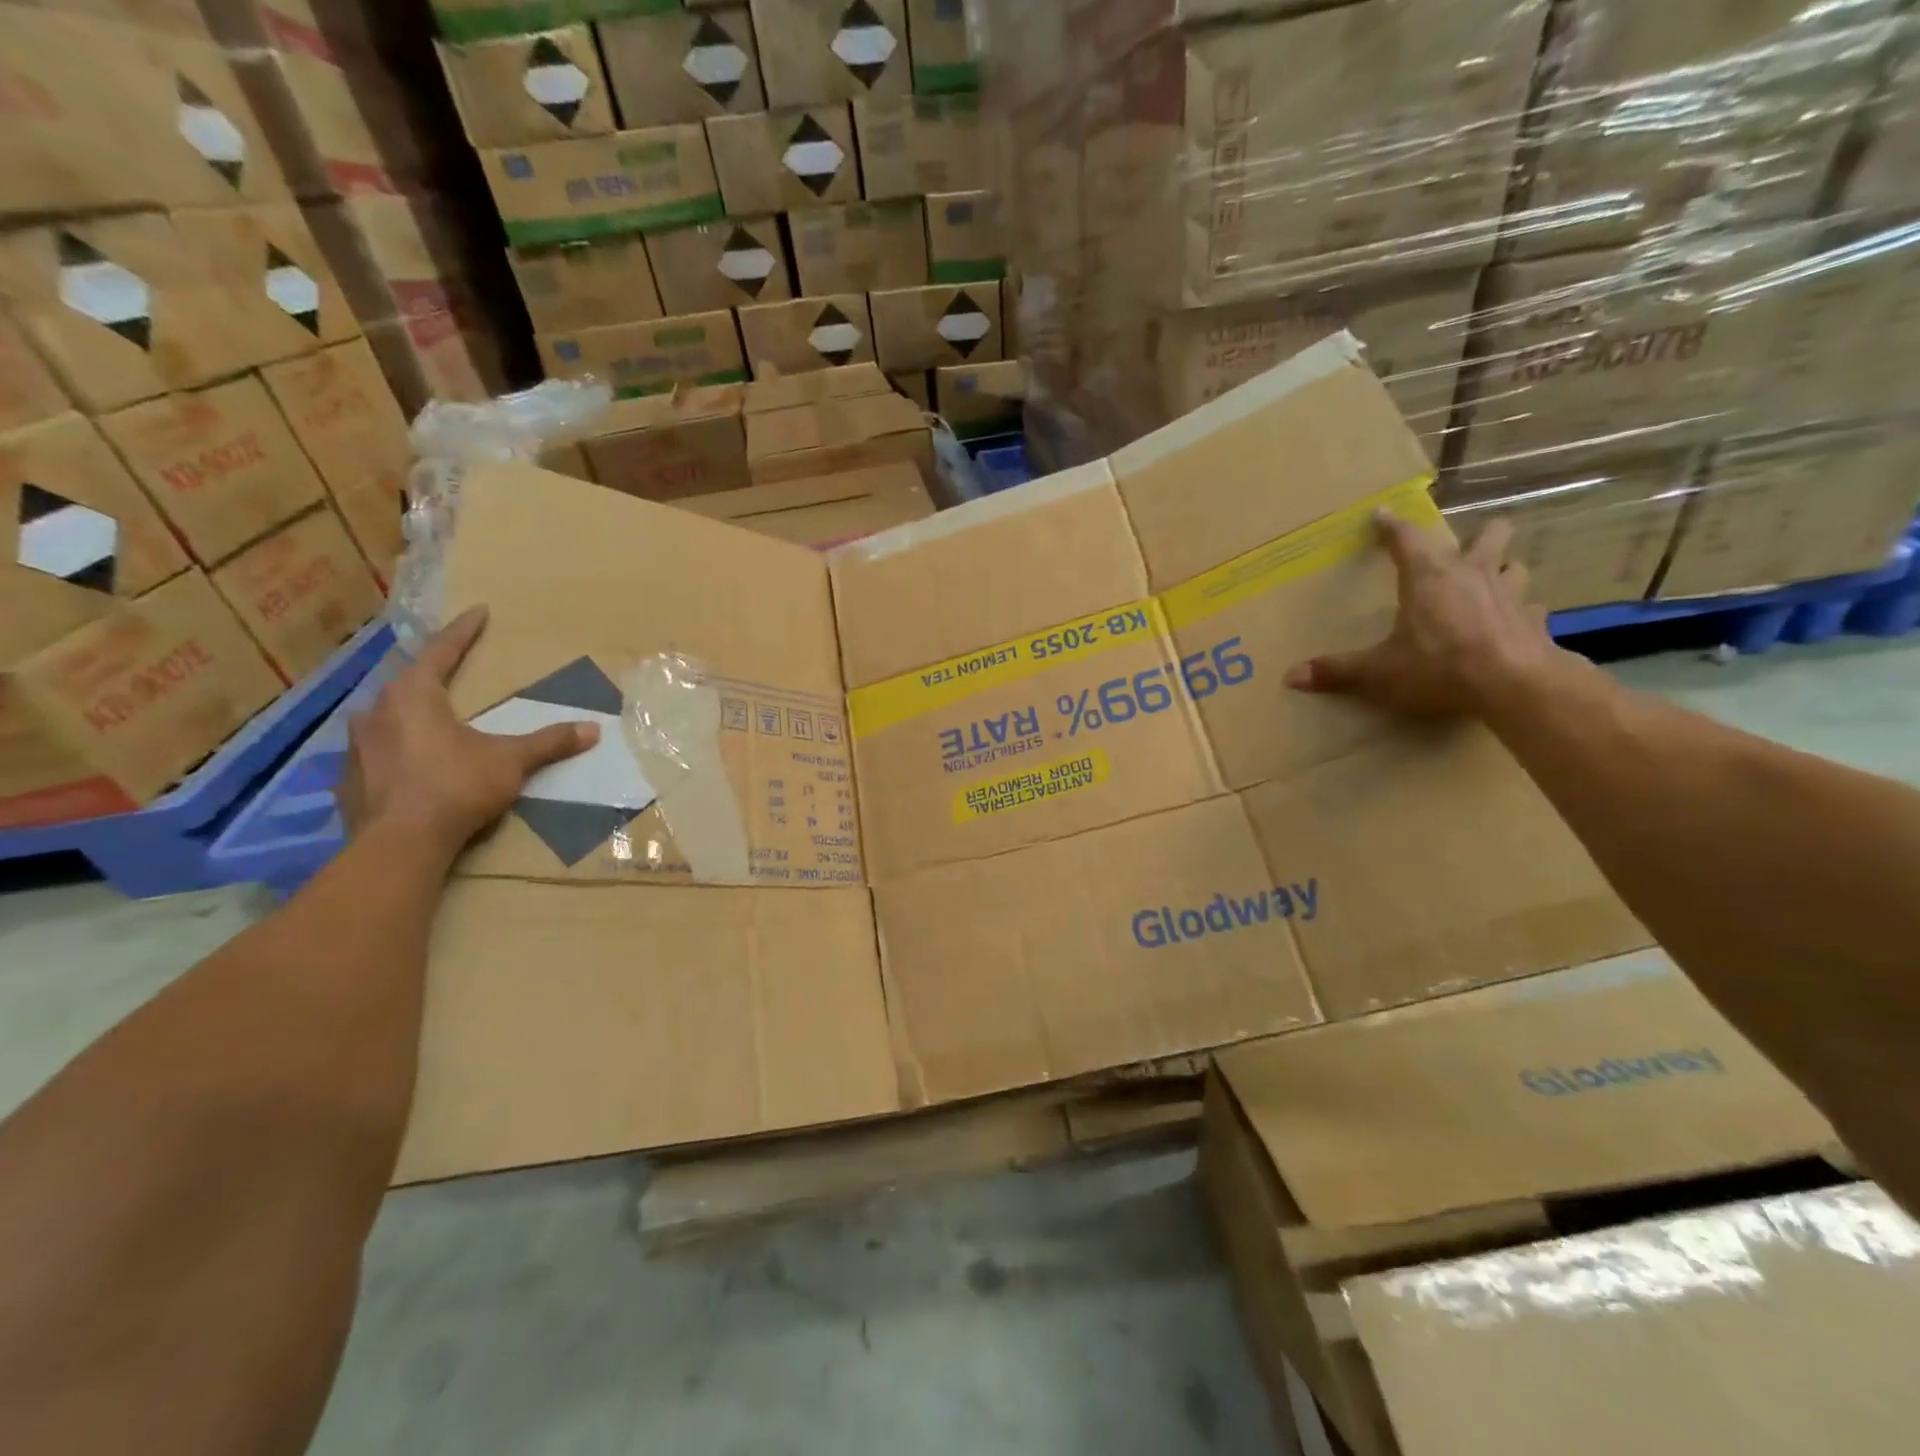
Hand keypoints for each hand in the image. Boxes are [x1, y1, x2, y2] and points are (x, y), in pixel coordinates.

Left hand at [338, 606, 599, 854]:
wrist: (400, 844)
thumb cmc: (456, 786)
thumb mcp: (511, 761)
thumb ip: (549, 742)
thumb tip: (593, 729)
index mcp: (413, 696)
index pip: (441, 652)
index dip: (464, 632)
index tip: (479, 612)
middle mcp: (377, 712)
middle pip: (408, 685)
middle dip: (432, 678)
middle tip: (453, 675)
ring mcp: (357, 747)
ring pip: (389, 720)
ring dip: (413, 718)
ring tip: (436, 726)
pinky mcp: (349, 780)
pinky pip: (378, 754)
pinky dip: (399, 752)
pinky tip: (415, 767)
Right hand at [1284, 512, 1563, 718]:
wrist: (1514, 683)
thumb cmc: (1439, 665)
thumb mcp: (1379, 670)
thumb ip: (1338, 670)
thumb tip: (1291, 677)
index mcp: (1428, 577)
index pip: (1406, 538)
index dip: (1391, 525)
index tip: (1381, 513)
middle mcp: (1472, 574)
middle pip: (1488, 534)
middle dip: (1478, 535)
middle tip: (1462, 550)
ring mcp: (1511, 594)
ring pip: (1515, 565)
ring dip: (1503, 570)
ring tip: (1490, 583)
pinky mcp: (1535, 620)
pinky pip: (1531, 608)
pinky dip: (1521, 613)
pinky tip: (1512, 624)